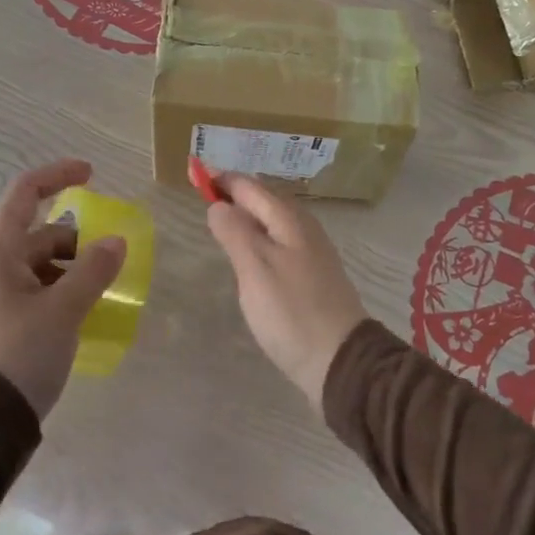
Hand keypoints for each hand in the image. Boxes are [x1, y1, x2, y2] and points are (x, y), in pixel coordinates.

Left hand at [0, 160, 124, 419]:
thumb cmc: (16, 356)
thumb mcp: (62, 312)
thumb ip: (92, 272)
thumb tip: (115, 242)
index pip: (24, 194)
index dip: (57, 176)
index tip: (92, 175)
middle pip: (35, 236)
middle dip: (75, 243)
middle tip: (108, 265)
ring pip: (34, 269)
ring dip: (68, 273)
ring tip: (98, 299)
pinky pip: (27, 295)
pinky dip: (55, 296)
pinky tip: (76, 321)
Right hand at [205, 174, 366, 405]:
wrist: (340, 360)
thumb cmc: (292, 311)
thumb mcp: (255, 268)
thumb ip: (235, 231)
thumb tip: (218, 204)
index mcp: (289, 219)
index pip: (249, 186)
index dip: (221, 179)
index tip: (193, 174)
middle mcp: (303, 227)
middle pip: (264, 200)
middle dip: (234, 194)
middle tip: (203, 195)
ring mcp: (311, 251)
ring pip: (273, 221)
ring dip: (247, 216)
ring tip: (221, 221)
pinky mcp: (312, 275)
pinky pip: (279, 242)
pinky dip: (259, 237)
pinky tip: (250, 255)